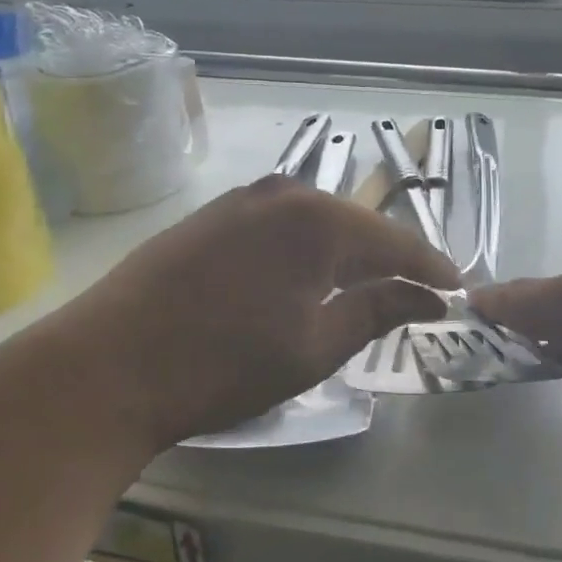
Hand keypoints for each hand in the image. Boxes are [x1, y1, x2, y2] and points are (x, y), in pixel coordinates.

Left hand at [30, 177, 458, 451]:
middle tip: (418, 294)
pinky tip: (307, 279)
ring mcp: (242, 200)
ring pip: (317, 226)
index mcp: (318, 220)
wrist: (104, 367)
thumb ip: (378, 311)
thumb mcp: (314, 347)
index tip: (458, 292)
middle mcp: (284, 193)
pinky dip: (306, 253)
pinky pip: (280, 228)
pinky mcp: (212, 217)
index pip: (396, 242)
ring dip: (346, 256)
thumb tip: (428, 297)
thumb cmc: (222, 364)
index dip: (431, 269)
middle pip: (358, 227)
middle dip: (390, 261)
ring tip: (369, 289)